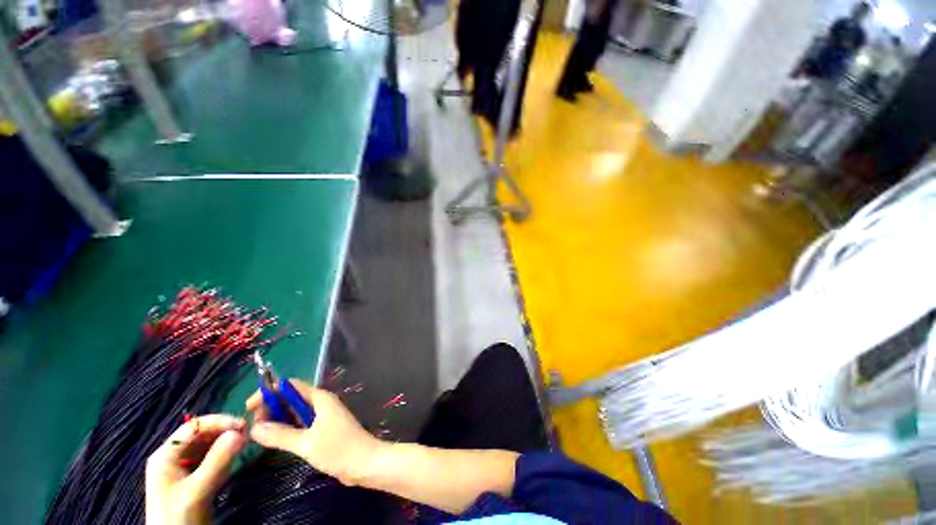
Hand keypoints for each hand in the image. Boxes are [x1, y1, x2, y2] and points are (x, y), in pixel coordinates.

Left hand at [145, 414, 246, 524]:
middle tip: (249, 433)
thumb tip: (241, 432)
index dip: (219, 421)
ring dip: (227, 442)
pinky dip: (226, 454)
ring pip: (209, 445)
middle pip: (202, 434)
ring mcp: (184, 468)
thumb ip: (217, 461)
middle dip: (225, 431)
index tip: (244, 424)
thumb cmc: (179, 516)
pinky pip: (212, 458)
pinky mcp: (195, 477)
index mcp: (166, 454)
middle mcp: (174, 456)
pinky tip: (237, 455)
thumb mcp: (197, 490)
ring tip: (246, 443)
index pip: (194, 426)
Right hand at [246, 379, 382, 485]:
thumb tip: (254, 428)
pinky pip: (301, 423)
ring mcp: (323, 416)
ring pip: (295, 412)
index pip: (291, 386)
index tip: (249, 408)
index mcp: (320, 398)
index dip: (269, 392)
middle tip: (253, 427)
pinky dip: (287, 428)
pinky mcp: (323, 429)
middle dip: (271, 408)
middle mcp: (321, 403)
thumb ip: (280, 435)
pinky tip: (275, 440)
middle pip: (291, 398)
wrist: (364, 463)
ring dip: (278, 419)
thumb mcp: (306, 443)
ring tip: (259, 434)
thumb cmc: (338, 449)